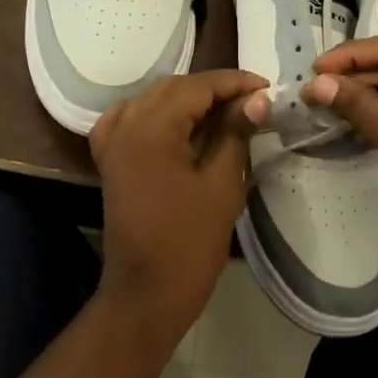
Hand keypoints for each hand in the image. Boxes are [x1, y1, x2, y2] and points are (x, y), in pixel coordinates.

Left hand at [90, 70, 269, 340]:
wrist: (146, 295)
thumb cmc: (189, 244)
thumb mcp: (221, 185)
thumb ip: (235, 134)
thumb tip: (258, 99)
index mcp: (151, 129)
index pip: (197, 87)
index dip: (234, 83)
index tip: (267, 88)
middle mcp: (126, 126)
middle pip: (173, 89)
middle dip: (213, 89)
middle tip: (252, 101)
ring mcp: (113, 143)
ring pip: (152, 100)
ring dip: (187, 99)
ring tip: (224, 110)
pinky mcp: (110, 161)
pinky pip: (129, 120)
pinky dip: (154, 113)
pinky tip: (174, 121)